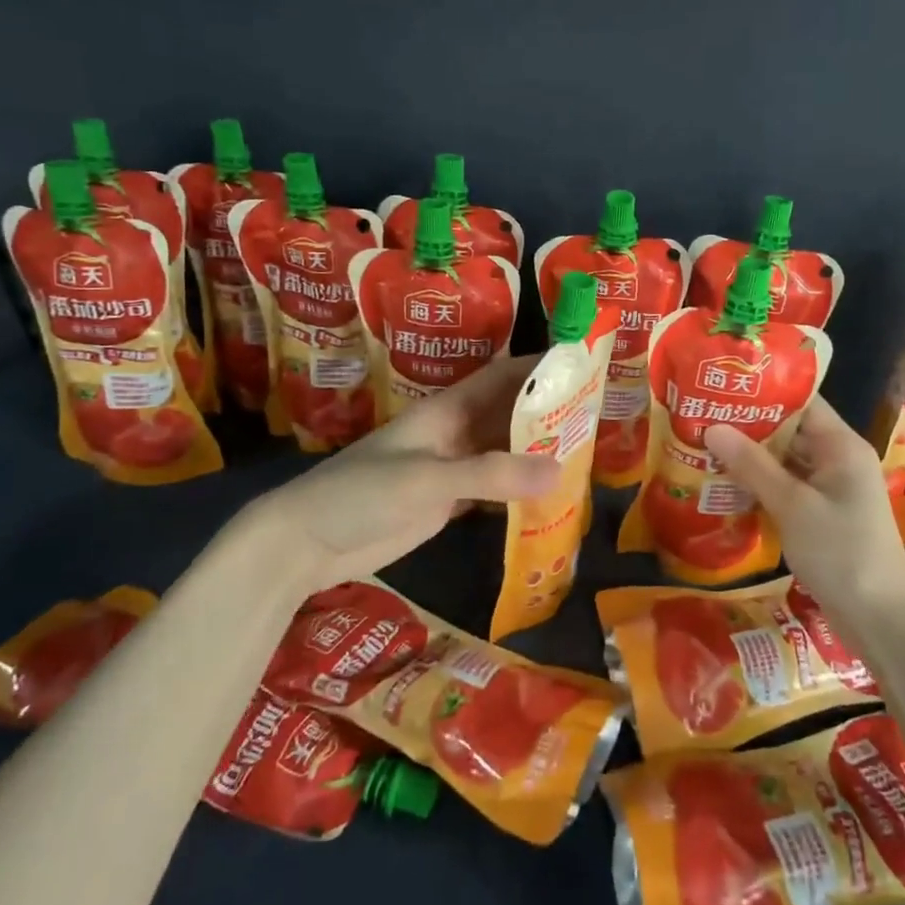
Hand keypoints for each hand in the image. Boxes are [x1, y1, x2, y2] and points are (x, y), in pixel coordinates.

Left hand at [230, 356, 562, 591]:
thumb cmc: (362, 494)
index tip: (580, 362)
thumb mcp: (428, 479)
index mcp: (446, 410)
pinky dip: (519, 487)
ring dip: (536, 449)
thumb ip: (491, 475)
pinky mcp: (446, 501)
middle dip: (547, 410)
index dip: (537, 366)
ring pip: (503, 450)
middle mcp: (452, 432)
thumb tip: (560, 469)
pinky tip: (548, 494)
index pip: (500, 377)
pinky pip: (493, 487)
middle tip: (597, 414)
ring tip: (584, 452)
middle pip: (507, 413)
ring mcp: (450, 467)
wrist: (307, 541)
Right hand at [706, 398, 904, 619]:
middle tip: (703, 415)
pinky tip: (727, 483)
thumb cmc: (841, 553)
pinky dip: (761, 482)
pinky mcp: (823, 513)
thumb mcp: (792, 505)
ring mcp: (832, 488)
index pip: (802, 401)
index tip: (723, 386)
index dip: (764, 391)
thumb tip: (713, 427)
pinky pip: (788, 486)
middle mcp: (839, 459)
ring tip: (706, 444)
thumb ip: (752, 465)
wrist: (880, 619)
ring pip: (787, 460)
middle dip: (749, 424)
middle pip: (791, 429)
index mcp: (841, 446)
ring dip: (752, 455)